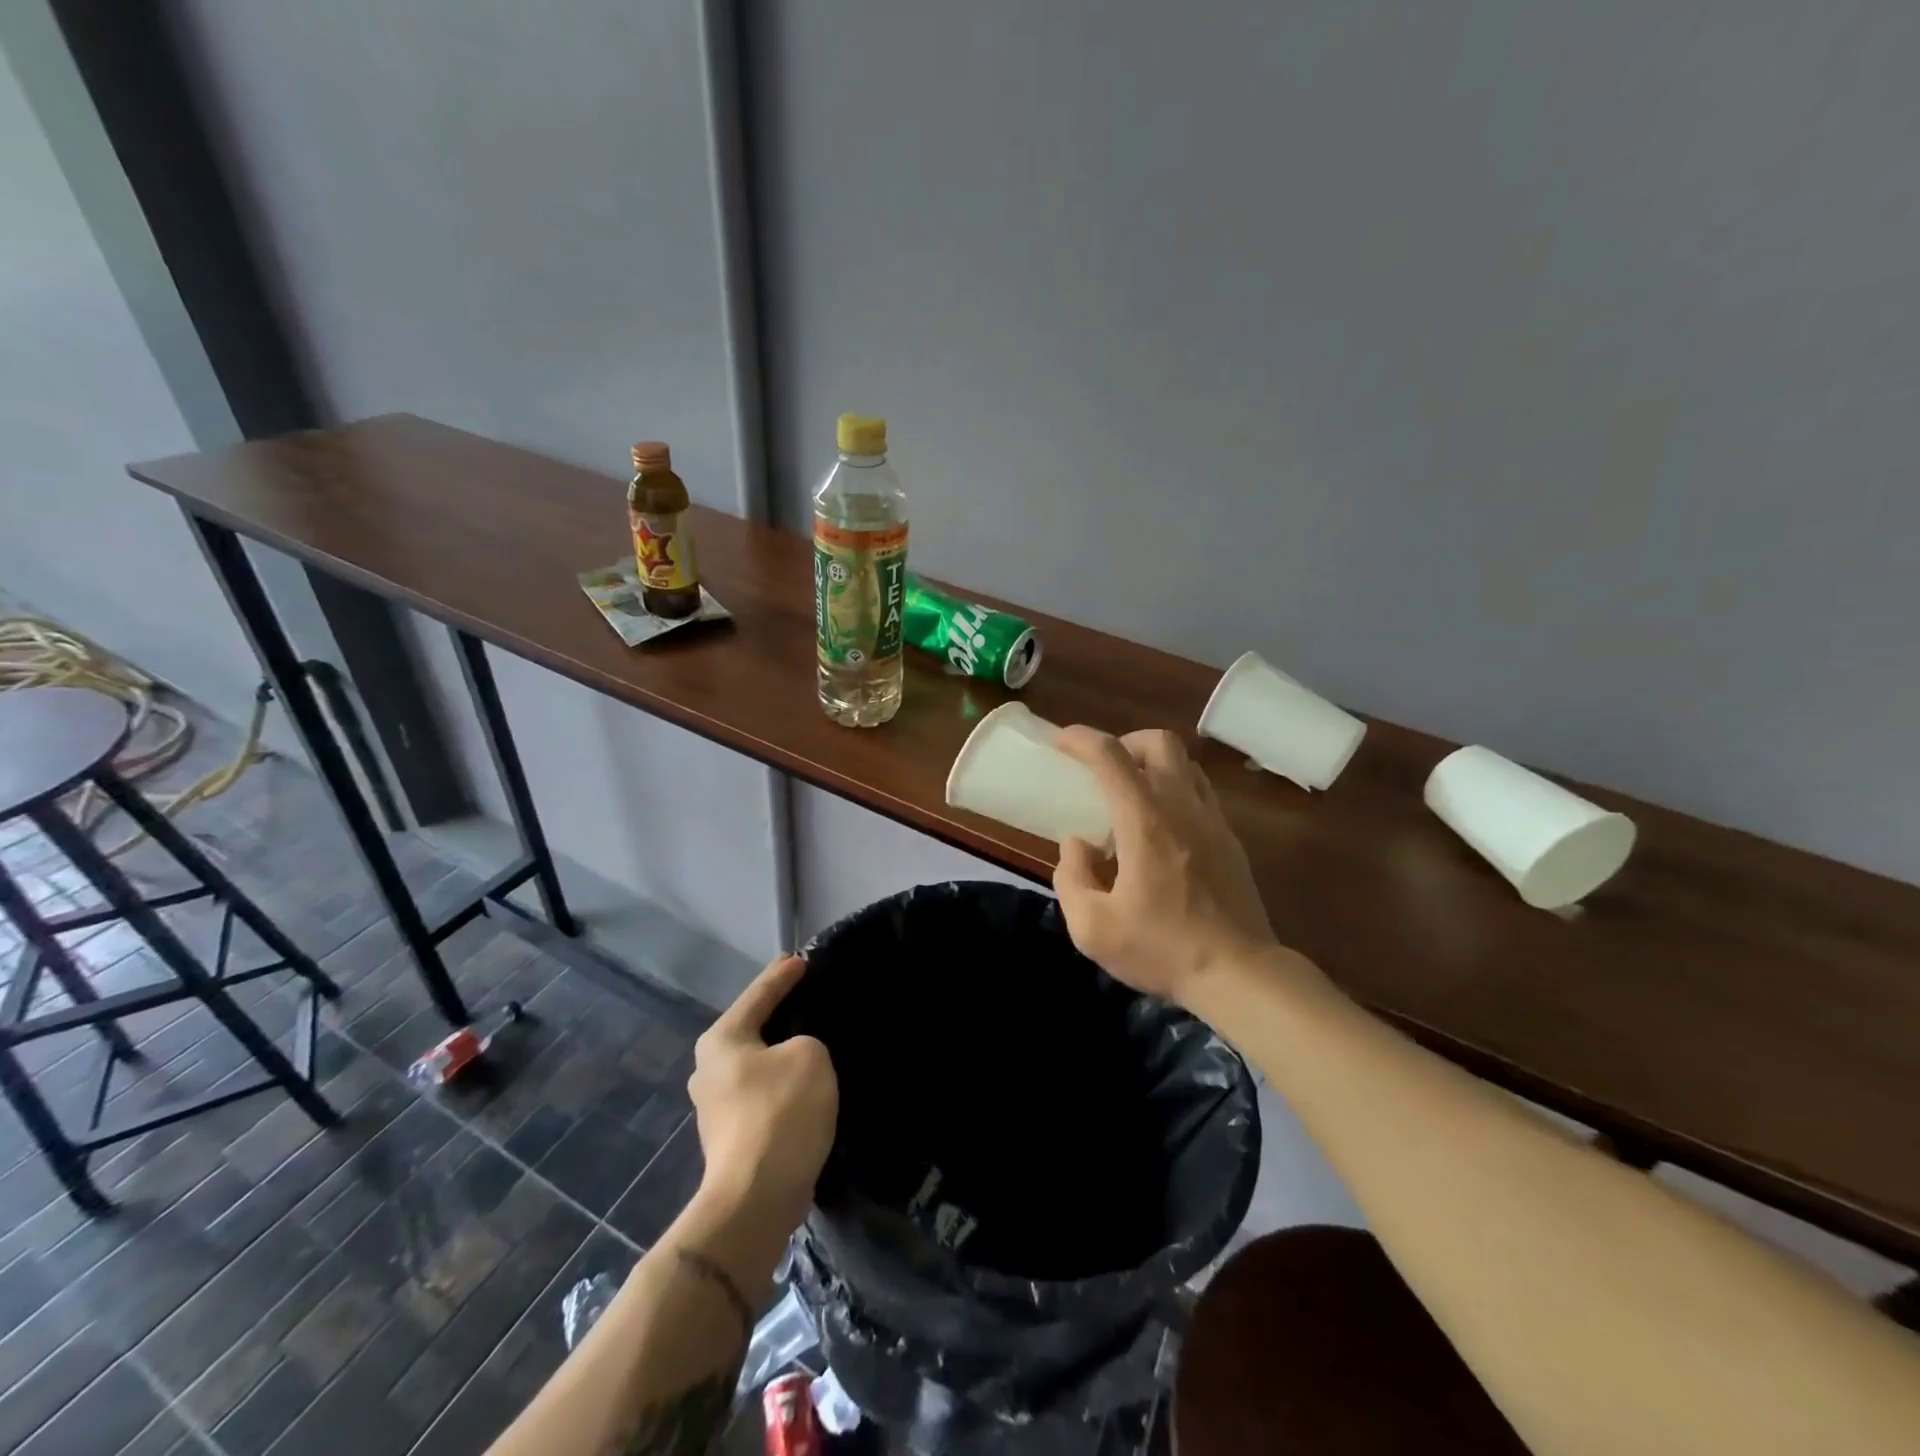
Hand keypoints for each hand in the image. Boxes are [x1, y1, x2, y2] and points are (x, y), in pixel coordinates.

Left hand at [688, 956, 837, 1233]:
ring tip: (813, 1045)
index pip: (758, 993)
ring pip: (757, 1064)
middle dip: (779, 1014)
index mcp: (722, 1039)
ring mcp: (715, 1106)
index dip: (783, 975)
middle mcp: (709, 1068)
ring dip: (781, 1055)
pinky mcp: (730, 1136)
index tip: (802, 960)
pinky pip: (761, 1093)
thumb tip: (793, 1057)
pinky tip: (804, 1087)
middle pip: (752, 1028)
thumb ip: (805, 1041)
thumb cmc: (780, 1113)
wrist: (756, 1199)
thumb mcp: (809, 1056)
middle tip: (809, 999)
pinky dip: (782, 1085)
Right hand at [1053, 727, 1276, 1004]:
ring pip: (1185, 764)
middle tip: (1103, 770)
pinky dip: (1174, 790)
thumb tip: (1077, 844)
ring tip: (1131, 796)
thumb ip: (1072, 877)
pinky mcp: (1231, 840)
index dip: (1081, 739)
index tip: (1061, 741)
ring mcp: (1213, 821)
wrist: (1240, 975)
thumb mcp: (1093, 928)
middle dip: (1125, 742)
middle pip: (1159, 743)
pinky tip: (1161, 828)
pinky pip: (1200, 792)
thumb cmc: (1162, 949)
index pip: (1110, 757)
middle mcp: (1182, 807)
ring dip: (1153, 764)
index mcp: (1145, 822)